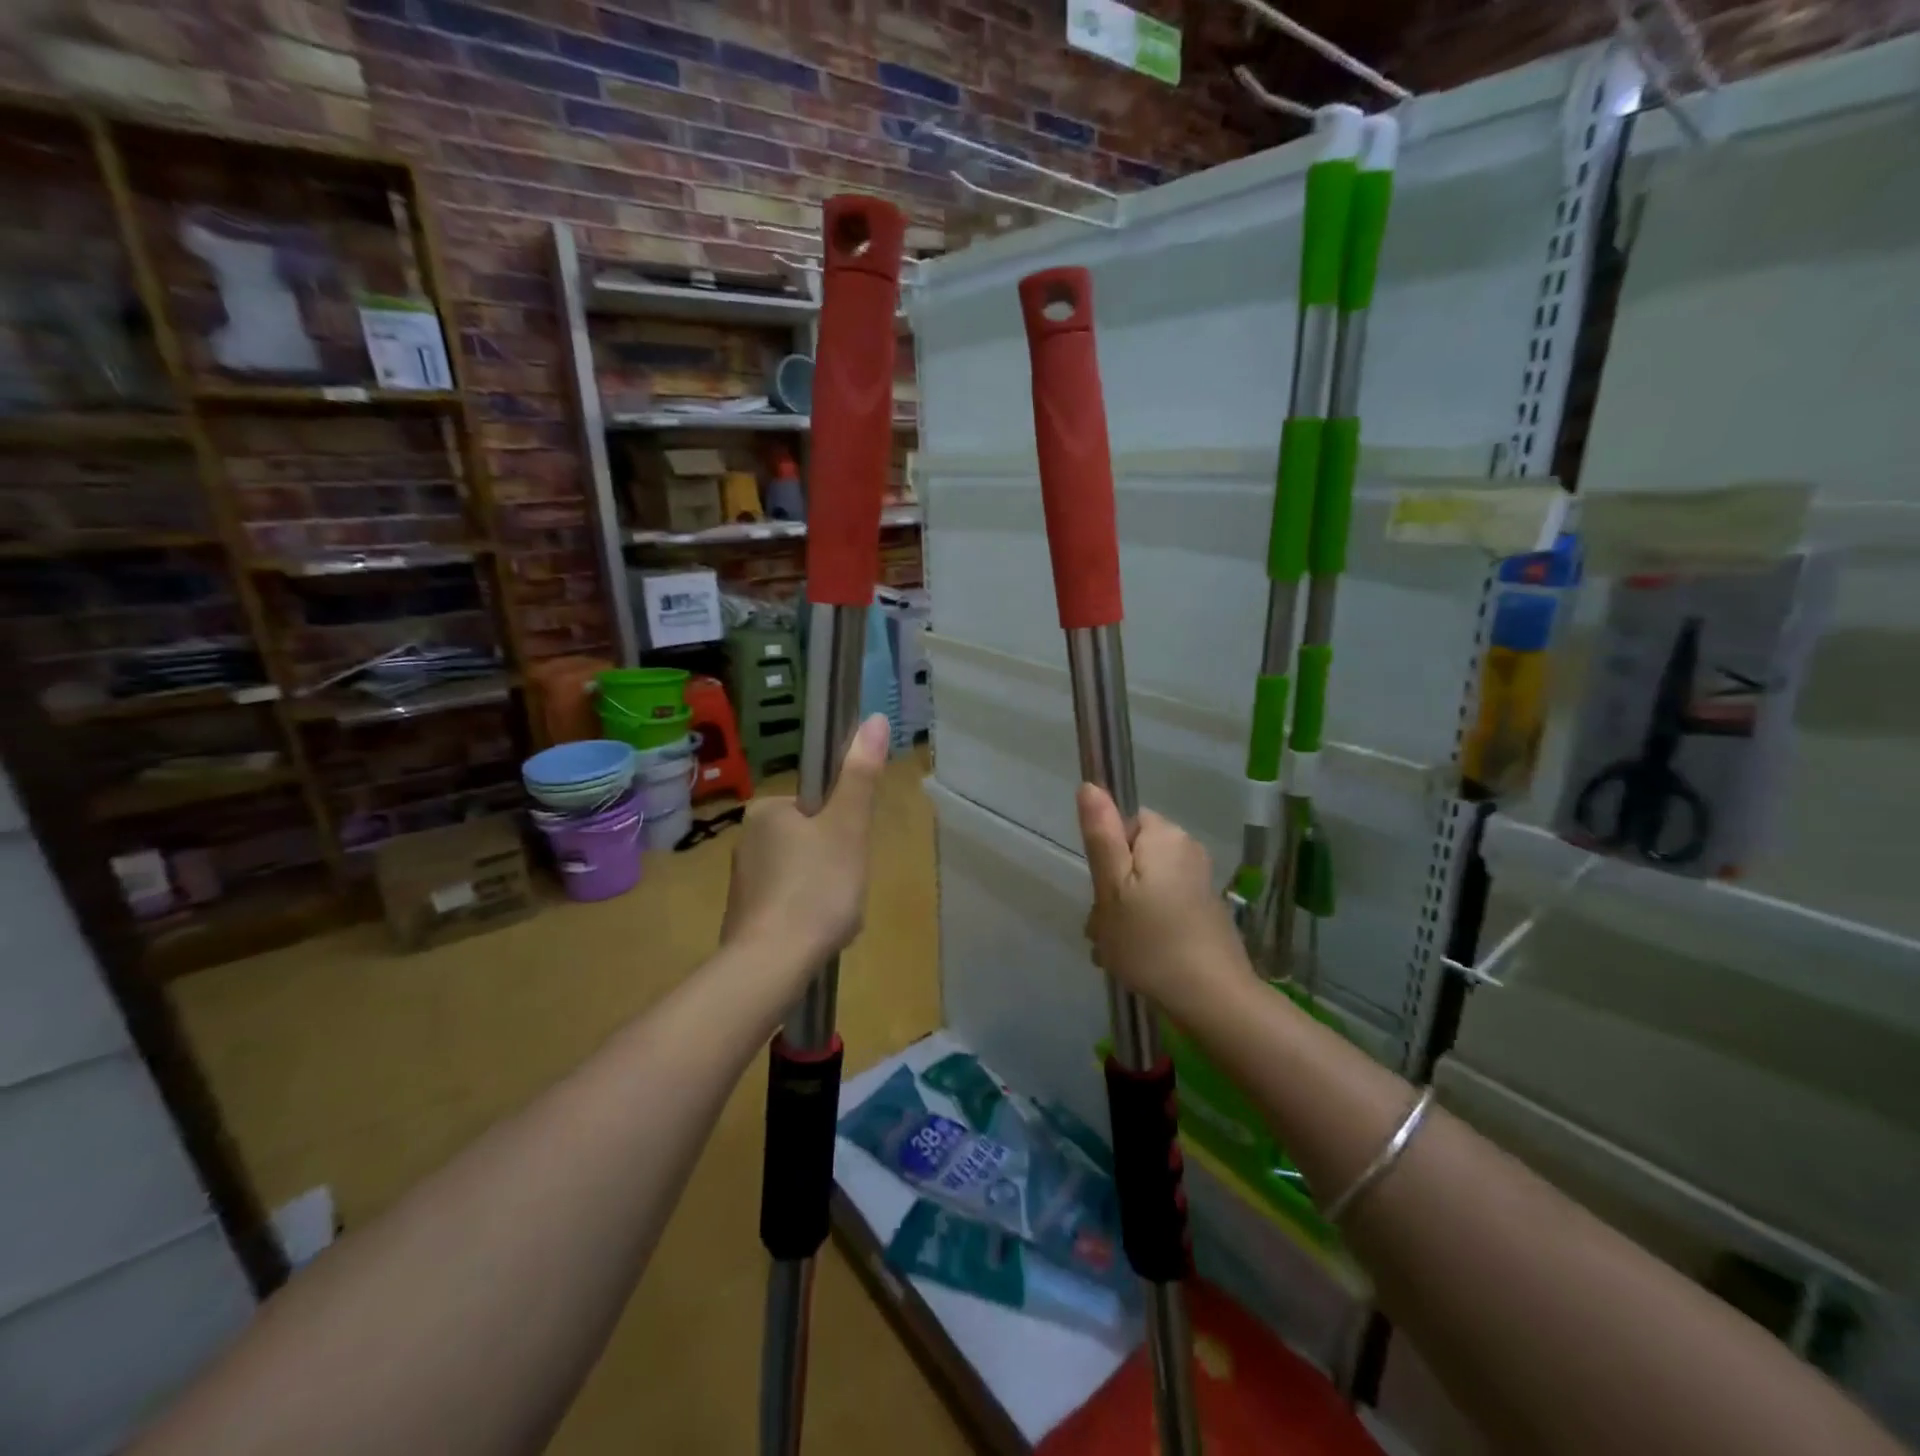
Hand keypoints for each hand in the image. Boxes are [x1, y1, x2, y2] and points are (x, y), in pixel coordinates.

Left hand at [722, 714, 889, 972]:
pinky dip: (807, 913)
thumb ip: (860, 775)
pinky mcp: (744, 915)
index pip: (817, 807)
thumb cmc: (816, 887)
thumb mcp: (848, 826)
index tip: (849, 856)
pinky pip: (788, 903)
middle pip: (812, 841)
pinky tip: (817, 933)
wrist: (771, 963)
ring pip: (802, 874)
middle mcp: (747, 839)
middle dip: (835, 864)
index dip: (842, 829)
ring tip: (834, 916)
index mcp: (767, 811)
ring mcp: (743, 880)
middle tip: (844, 889)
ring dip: (824, 892)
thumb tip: (874, 718)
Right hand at [1076, 784, 1253, 1022]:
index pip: (1122, 824)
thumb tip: (1090, 785)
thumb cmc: (1150, 940)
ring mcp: (1198, 881)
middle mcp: (1187, 850)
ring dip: (1123, 914)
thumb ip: (1100, 834)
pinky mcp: (1205, 910)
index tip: (1102, 892)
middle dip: (1111, 892)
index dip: (1105, 857)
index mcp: (1165, 836)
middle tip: (1104, 930)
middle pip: (1131, 857)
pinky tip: (1137, 957)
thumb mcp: (1112, 886)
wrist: (1211, 998)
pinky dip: (1146, 926)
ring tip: (1115, 951)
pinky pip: (1162, 906)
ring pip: (1143, 886)